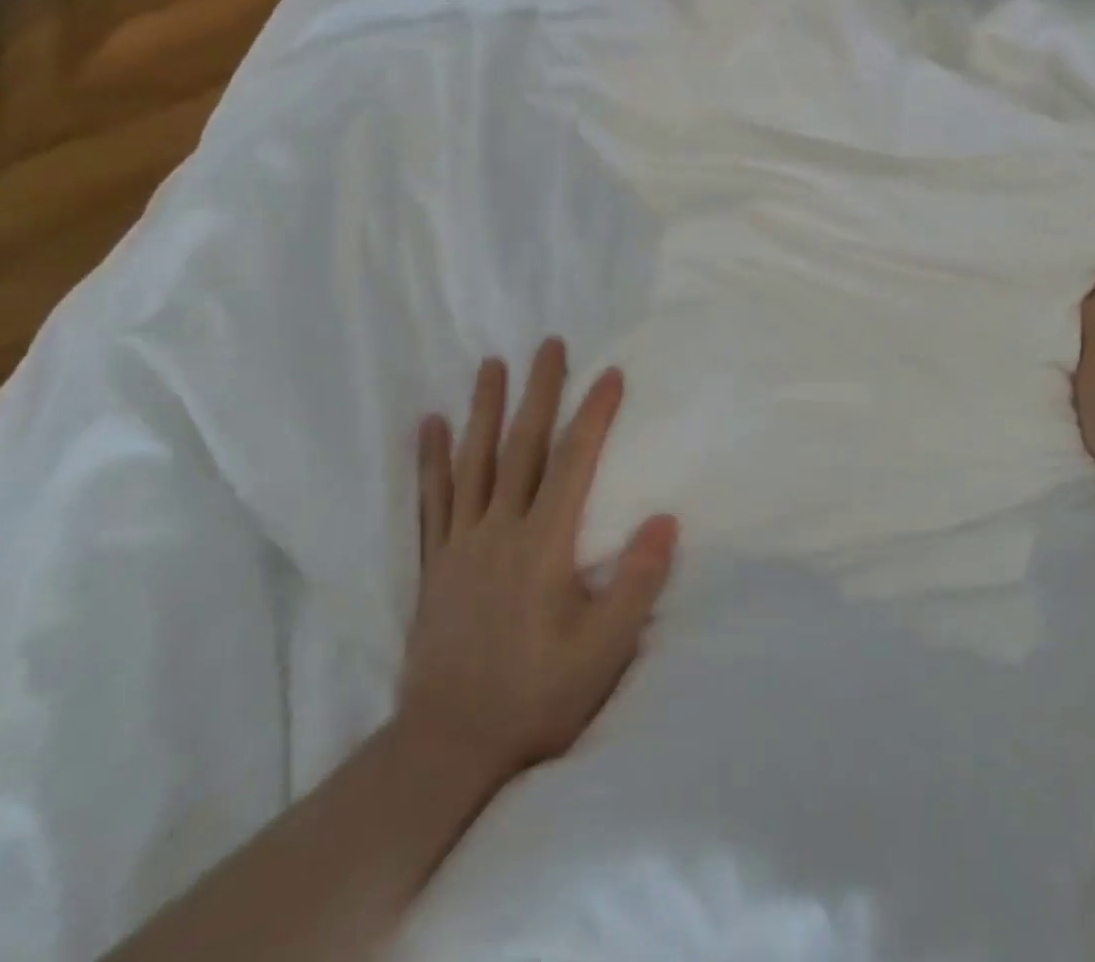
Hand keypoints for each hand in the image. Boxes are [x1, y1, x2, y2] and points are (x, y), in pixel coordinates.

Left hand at [398, 339, 678, 786]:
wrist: (446, 749)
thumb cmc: (536, 700)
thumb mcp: (603, 653)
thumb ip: (635, 583)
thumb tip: (666, 519)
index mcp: (543, 546)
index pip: (574, 463)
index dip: (594, 414)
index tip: (610, 373)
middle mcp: (499, 531)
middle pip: (522, 446)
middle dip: (539, 391)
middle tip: (548, 345)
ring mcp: (460, 544)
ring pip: (474, 461)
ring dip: (484, 409)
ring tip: (491, 364)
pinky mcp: (434, 564)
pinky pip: (431, 500)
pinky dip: (431, 460)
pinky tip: (429, 426)